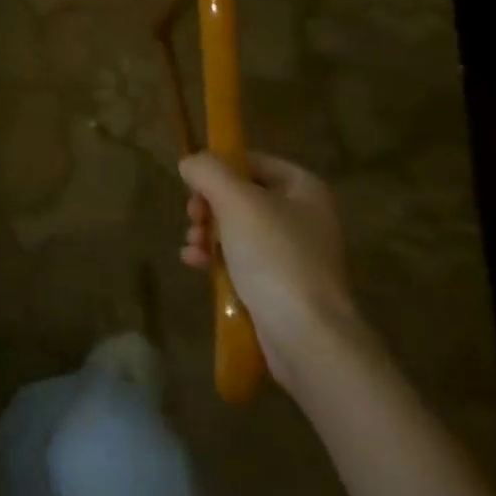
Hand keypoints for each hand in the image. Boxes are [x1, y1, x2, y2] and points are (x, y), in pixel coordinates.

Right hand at [178, 151, 360, 388]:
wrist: (305, 334)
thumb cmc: (274, 256)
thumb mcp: (236, 201)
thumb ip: (208, 171)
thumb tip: (190, 163)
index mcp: (303, 188)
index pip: (251, 161)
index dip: (218, 168)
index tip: (193, 185)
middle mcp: (302, 216)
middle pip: (240, 196)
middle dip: (208, 205)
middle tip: (194, 218)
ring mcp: (291, 253)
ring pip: (235, 228)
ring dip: (206, 232)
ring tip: (193, 246)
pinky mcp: (278, 284)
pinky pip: (239, 259)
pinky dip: (214, 257)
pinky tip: (194, 263)